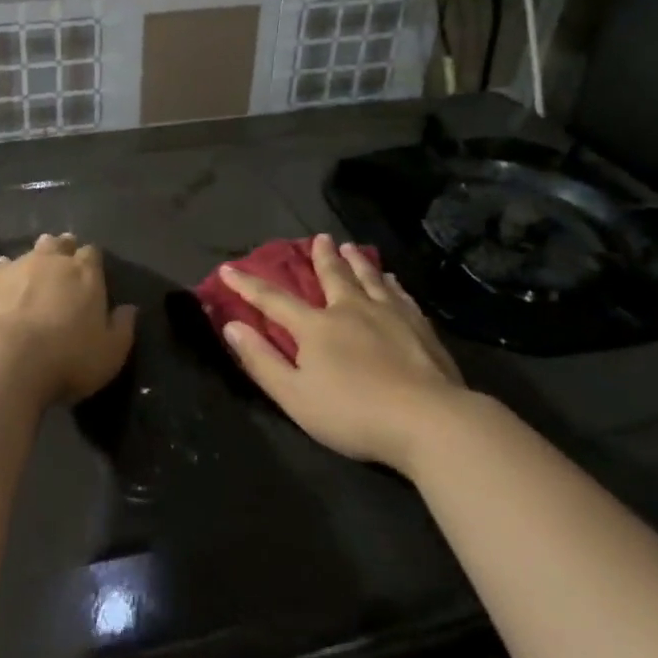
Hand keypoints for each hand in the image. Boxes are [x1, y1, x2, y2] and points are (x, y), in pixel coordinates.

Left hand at [0, 234, 136, 404]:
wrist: (0, 360)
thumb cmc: (65, 360)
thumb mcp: (109, 354)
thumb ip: (122, 328)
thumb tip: (129, 309)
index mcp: (84, 274)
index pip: (91, 254)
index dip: (90, 260)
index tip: (89, 271)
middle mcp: (48, 261)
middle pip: (57, 245)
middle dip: (60, 250)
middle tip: (59, 265)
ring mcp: (11, 268)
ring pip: (23, 255)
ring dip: (28, 264)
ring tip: (27, 280)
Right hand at [218, 234, 473, 471]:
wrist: (428, 420)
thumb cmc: (352, 413)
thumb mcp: (294, 395)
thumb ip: (262, 361)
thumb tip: (232, 326)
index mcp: (316, 327)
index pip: (274, 300)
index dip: (248, 285)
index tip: (229, 268)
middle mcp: (351, 310)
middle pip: (333, 276)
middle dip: (322, 257)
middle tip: (320, 237)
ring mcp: (390, 315)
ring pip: (370, 279)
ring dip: (357, 262)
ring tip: (351, 247)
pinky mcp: (420, 328)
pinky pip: (400, 295)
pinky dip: (391, 284)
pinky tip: (392, 281)